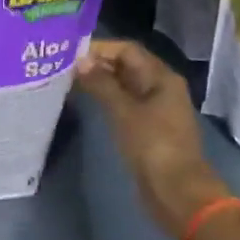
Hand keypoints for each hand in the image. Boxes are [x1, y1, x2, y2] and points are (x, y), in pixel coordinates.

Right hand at [76, 39, 228, 237]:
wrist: (176, 192)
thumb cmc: (152, 145)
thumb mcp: (123, 111)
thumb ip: (101, 83)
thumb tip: (79, 61)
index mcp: (161, 77)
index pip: (127, 50)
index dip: (100, 48)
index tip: (70, 52)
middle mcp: (160, 88)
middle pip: (126, 66)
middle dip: (97, 64)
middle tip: (63, 66)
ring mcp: (155, 109)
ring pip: (123, 86)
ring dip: (99, 82)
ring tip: (68, 82)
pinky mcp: (147, 128)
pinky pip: (124, 105)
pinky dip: (105, 100)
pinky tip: (84, 102)